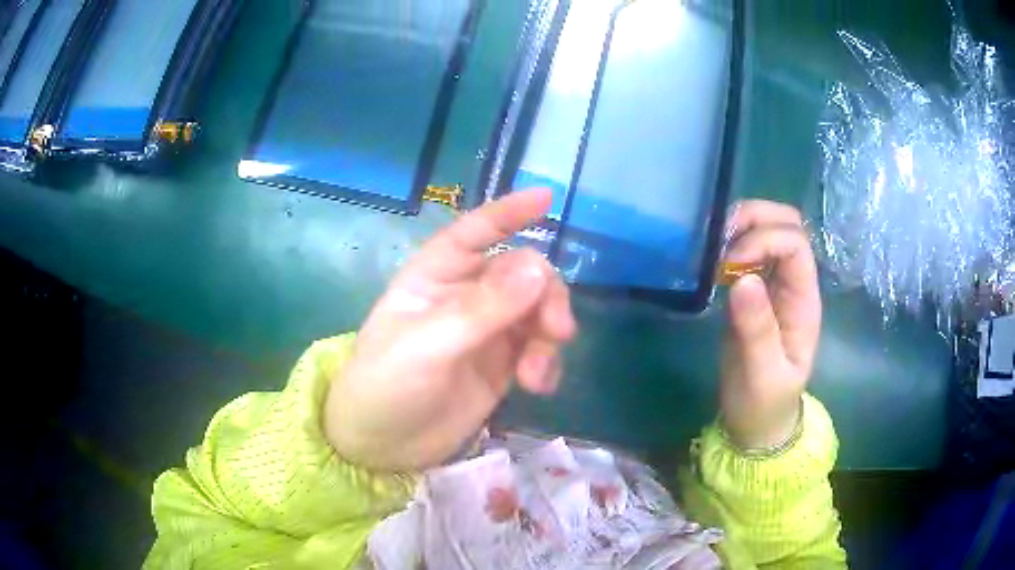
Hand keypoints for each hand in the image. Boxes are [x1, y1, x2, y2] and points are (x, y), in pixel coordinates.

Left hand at [325, 189, 576, 471]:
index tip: (546, 198)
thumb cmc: (385, 386)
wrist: (382, 446)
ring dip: (549, 335)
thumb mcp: (426, 346)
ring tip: (536, 375)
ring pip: (537, 310)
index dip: (509, 213)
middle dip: (546, 296)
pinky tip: (539, 386)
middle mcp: (464, 296)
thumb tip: (540, 271)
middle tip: (555, 330)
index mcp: (435, 277)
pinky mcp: (502, 365)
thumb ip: (482, 310)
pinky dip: (548, 362)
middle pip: (522, 273)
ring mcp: (486, 331)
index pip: (475, 232)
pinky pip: (539, 349)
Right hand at [720, 201, 821, 449]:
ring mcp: (774, 284)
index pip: (795, 244)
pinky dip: (729, 244)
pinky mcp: (754, 290)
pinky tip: (711, 262)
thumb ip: (757, 330)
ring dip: (740, 228)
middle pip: (787, 223)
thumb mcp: (762, 375)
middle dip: (754, 219)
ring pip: (767, 229)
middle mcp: (793, 283)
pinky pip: (747, 250)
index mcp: (804, 301)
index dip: (764, 241)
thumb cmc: (764, 403)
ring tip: (712, 250)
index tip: (731, 265)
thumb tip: (743, 279)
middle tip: (719, 241)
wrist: (757, 423)